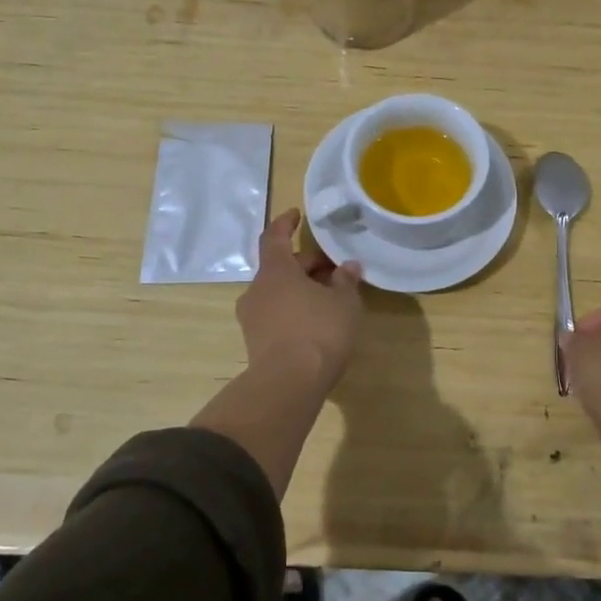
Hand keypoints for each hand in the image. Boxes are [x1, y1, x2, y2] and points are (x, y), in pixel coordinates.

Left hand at [236, 210, 363, 389]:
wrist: (288, 385)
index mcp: (275, 271)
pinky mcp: (255, 342)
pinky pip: (276, 315)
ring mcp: (252, 318)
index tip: (296, 215)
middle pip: (280, 267)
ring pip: (278, 292)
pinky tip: (316, 323)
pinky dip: (294, 310)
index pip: (275, 237)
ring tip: (330, 299)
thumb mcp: (344, 303)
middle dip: (307, 265)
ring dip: (301, 290)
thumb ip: (346, 281)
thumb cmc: (319, 332)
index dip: (286, 223)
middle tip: (335, 271)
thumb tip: (348, 266)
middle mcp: (257, 289)